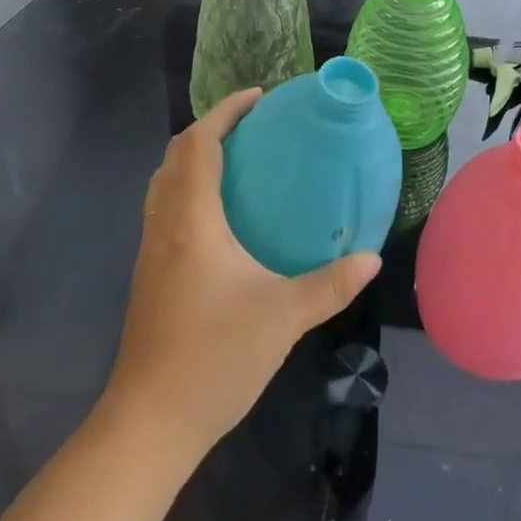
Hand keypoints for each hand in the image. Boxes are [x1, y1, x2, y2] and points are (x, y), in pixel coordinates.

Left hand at [103, 90, 381, 454]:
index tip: (258, 98)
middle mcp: (164, 225)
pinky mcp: (149, 274)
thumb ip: (330, 284)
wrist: (150, 422)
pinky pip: (165, 209)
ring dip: (195, 159)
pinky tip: (221, 218)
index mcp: (191, 220)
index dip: (225, 112)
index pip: (199, 144)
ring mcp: (150, 251)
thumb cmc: (215, 358)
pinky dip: (188, 189)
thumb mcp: (283, 317)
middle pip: (176, 156)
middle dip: (210, 129)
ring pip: (165, 183)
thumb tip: (371, 258)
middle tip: (253, 127)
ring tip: (239, 161)